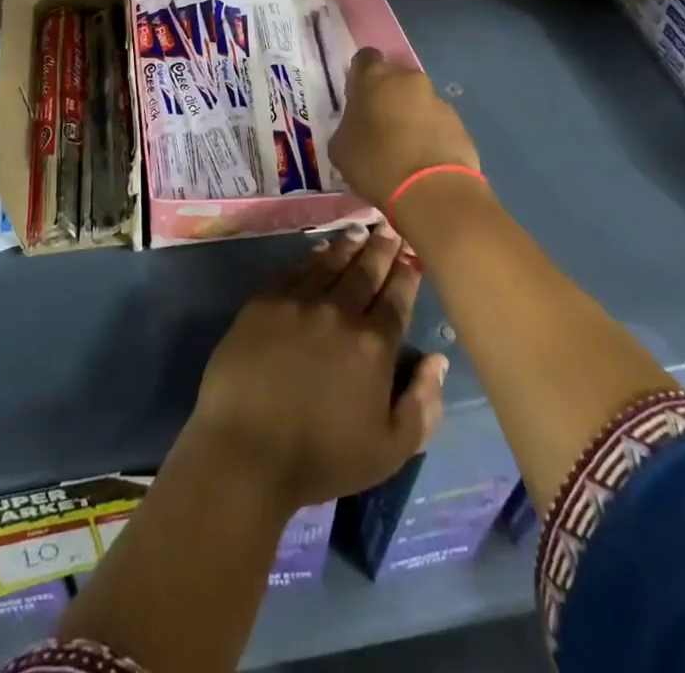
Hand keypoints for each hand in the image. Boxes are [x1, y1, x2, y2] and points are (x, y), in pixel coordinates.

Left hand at [186, 227, 447, 512]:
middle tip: (390, 227)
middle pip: (366, 271)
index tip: (412, 254)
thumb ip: (422, 404)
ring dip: (349, 245)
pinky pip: (296, 268)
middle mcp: (340, 311)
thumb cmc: (322, 457)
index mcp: (374, 345)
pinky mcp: (265, 300)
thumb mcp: (390, 450)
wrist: (247, 449)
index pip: (397, 298)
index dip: (406, 273)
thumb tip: (438, 359)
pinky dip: (313, 255)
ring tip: (360, 229)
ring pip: (331, 262)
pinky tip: (320, 250)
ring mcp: (299, 301)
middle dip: (381, 248)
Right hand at [329, 48, 482, 210]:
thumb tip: (357, 125)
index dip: (360, 75)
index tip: (357, 97)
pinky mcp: (460, 124)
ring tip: (403, 148)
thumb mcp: (340, 148)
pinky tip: (423, 160)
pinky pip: (437, 123)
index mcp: (374, 77)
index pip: (365, 58)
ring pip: (418, 101)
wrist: (432, 192)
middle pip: (395, 79)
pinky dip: (430, 135)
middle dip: (387, 96)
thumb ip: (347, 126)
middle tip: (378, 125)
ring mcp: (438, 100)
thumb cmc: (376, 163)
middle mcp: (408, 80)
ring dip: (410, 116)